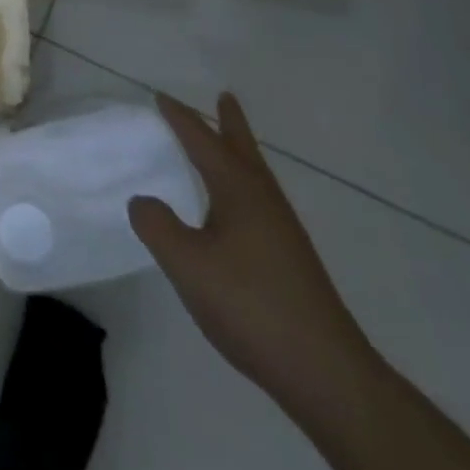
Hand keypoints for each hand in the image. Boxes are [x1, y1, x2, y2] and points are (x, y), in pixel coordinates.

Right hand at [129, 93, 377, 414]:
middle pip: (244, 148)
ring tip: (226, 146)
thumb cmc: (251, 305)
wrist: (327, 373)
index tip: (161, 96)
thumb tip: (142, 200)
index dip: (180, 118)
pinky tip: (234, 212)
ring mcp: (283, 231)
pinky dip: (243, 186)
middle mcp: (263, 199)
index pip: (202, 140)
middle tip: (224, 96)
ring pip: (255, 176)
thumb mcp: (188, 264)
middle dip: (230, 122)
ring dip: (239, 153)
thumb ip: (157, 226)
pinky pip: (259, 202)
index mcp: (238, 189)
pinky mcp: (291, 261)